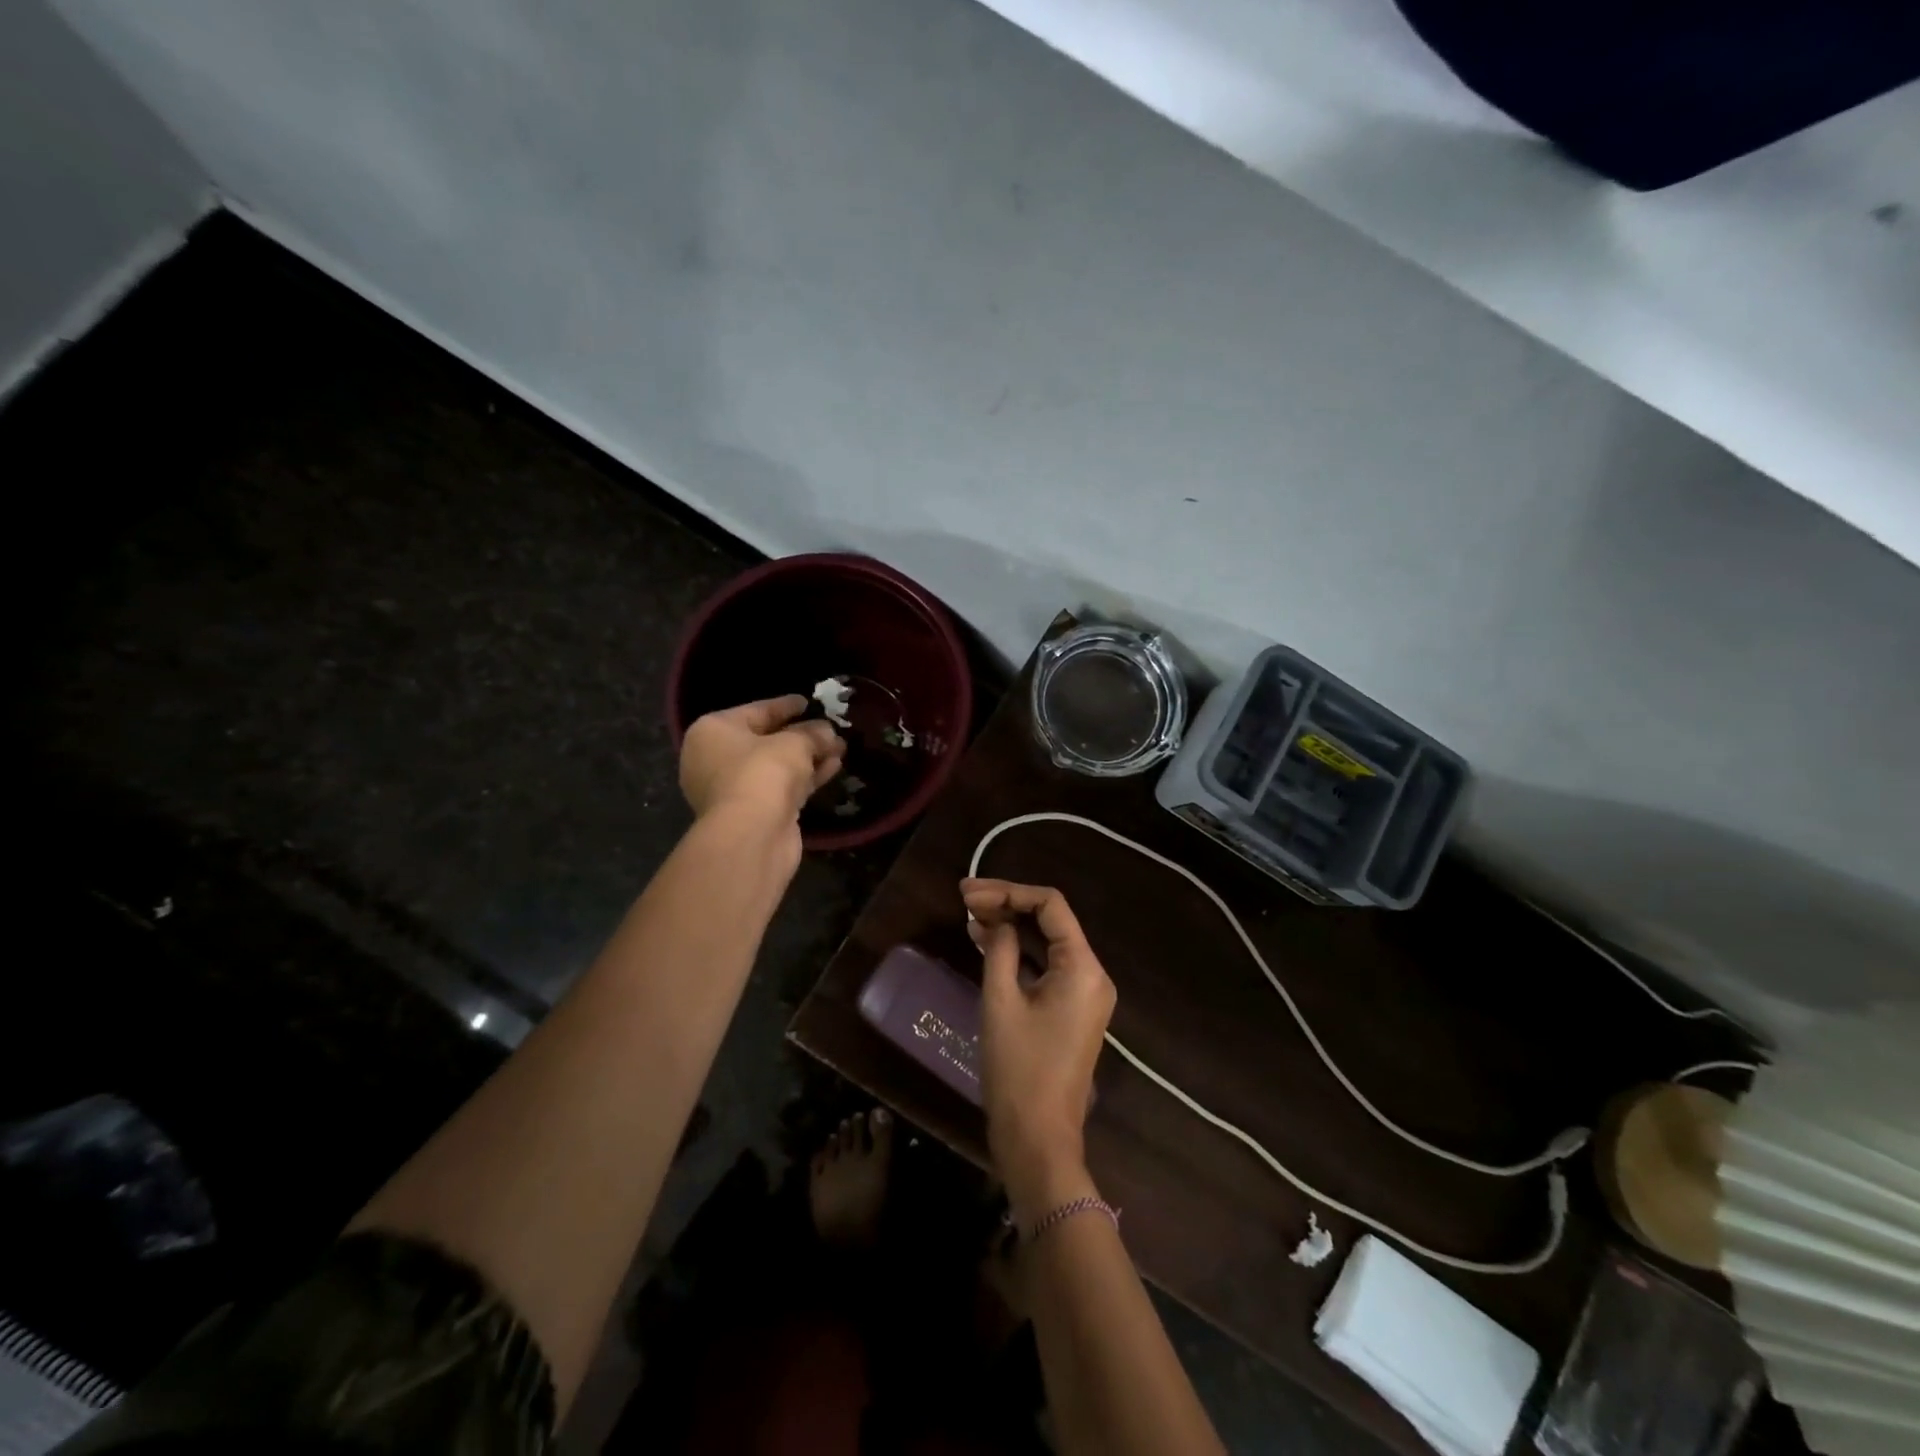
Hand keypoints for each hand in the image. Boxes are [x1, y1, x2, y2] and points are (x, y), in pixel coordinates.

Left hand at [680, 695, 843, 827]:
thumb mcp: (794, 743)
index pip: (755, 711)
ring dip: (808, 757)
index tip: (808, 702)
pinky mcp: (752, 813)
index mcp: (712, 731)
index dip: (785, 706)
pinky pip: (781, 787)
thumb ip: (812, 733)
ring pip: (776, 766)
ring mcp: (732, 789)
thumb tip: (827, 731)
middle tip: (829, 728)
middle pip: (765, 740)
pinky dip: (805, 777)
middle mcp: (715, 758)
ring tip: (840, 748)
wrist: (752, 834)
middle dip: (801, 735)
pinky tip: (833, 767)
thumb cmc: (763, 772)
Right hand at [963, 879, 1115, 1215]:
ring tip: (971, 915)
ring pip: (1049, 943)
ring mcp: (1085, 994)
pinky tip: (987, 943)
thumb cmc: (1019, 1070)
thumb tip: (994, 921)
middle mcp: (1092, 974)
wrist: (1038, 1140)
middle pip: (1051, 920)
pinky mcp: (1073, 1010)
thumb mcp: (1001, 1001)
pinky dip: (1020, 953)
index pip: (1050, 905)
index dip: (1008, 891)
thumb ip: (999, 949)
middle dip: (1008, 905)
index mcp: (1083, 967)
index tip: (968, 893)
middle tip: (964, 899)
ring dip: (1012, 926)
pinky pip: (1048, 967)